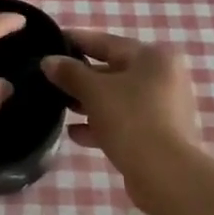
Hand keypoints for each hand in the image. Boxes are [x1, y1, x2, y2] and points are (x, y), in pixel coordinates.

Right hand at [42, 29, 200, 187]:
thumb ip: (69, 73)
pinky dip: (101, 124)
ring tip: (58, 106)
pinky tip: (74, 133)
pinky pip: (124, 121)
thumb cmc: (130, 119)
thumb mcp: (94, 91)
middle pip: (113, 70)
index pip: (106, 42)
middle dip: (80, 76)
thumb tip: (48, 61)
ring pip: (117, 98)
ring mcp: (163, 107)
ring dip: (88, 102)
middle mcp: (163, 76)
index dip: (76, 41)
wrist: (165, 174)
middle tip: (49, 78)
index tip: (50, 42)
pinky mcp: (158, 134)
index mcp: (152, 57)